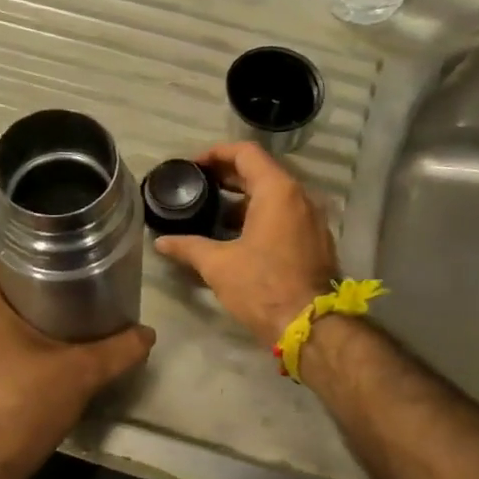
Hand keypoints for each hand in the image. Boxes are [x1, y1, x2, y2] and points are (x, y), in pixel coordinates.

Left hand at [0, 215, 155, 478]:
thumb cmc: (16, 409)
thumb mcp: (77, 373)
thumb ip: (118, 348)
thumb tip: (148, 332)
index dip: (20, 204)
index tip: (57, 197)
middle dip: (30, 235)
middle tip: (75, 228)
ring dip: (21, 267)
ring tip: (69, 259)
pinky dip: (12, 295)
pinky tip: (49, 303)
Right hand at [154, 142, 338, 346]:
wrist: (311, 325)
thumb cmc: (263, 286)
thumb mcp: (218, 265)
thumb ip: (188, 247)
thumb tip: (161, 242)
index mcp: (278, 191)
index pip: (246, 153)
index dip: (216, 153)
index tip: (193, 165)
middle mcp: (301, 197)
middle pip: (261, 172)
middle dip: (228, 176)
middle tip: (198, 186)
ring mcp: (313, 219)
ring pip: (275, 195)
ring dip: (245, 198)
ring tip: (214, 212)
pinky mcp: (317, 240)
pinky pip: (287, 214)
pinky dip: (262, 215)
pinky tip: (239, 235)